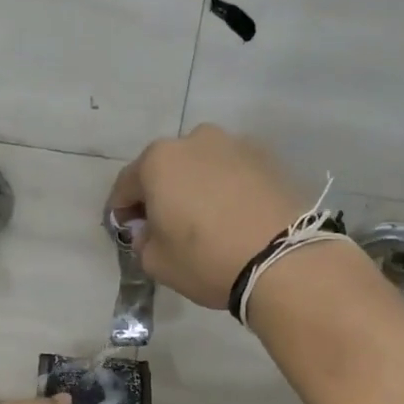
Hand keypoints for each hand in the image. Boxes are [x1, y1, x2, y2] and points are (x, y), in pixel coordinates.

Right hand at [105, 124, 305, 308]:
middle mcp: (195, 140)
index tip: (125, 229)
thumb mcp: (157, 262)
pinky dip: (226, 189)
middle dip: (160, 193)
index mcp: (159, 161)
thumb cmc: (206, 259)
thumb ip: (143, 241)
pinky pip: (233, 173)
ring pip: (202, 166)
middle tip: (164, 224)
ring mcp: (235, 145)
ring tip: (203, 219)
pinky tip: (232, 216)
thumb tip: (149, 230)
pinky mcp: (268, 158)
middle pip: (167, 168)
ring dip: (195, 187)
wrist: (282, 260)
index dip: (121, 210)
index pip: (126, 184)